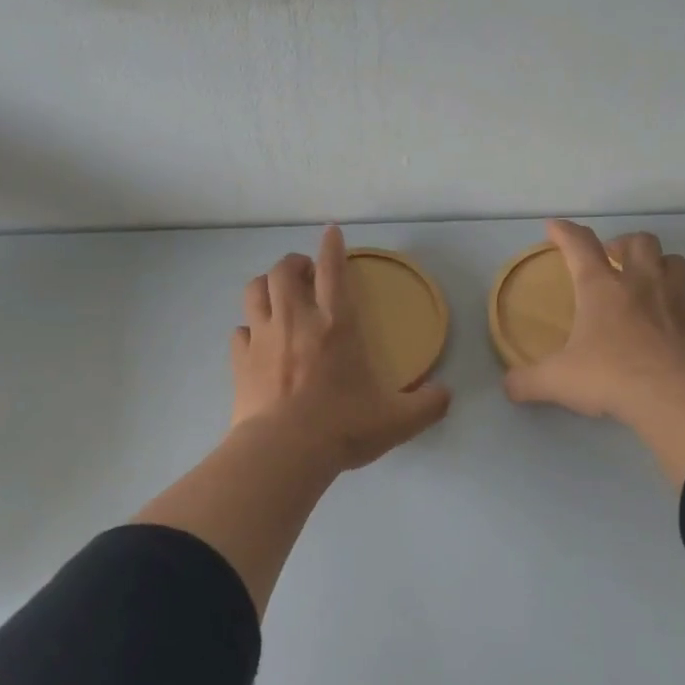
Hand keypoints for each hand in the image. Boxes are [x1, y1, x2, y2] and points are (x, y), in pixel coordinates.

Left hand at [232, 225, 451, 472]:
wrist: (284, 452)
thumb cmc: (342, 427)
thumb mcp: (398, 420)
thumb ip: (428, 404)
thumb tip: (445, 394)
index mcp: (337, 325)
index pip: (333, 270)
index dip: (332, 246)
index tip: (330, 232)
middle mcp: (296, 321)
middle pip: (284, 271)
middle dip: (294, 263)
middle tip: (305, 273)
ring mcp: (263, 339)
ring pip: (255, 291)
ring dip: (266, 285)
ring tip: (276, 294)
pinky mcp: (241, 361)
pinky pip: (240, 331)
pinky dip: (248, 328)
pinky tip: (256, 339)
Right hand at [503, 220, 684, 481]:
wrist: (675, 396)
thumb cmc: (610, 376)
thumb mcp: (556, 382)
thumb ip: (527, 382)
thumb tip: (508, 386)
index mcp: (600, 288)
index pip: (580, 245)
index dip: (565, 232)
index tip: (554, 227)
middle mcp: (640, 283)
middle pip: (638, 241)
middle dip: (621, 243)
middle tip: (610, 260)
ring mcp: (674, 299)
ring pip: (672, 260)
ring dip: (657, 263)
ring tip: (644, 280)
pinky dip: (674, 299)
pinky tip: (663, 319)